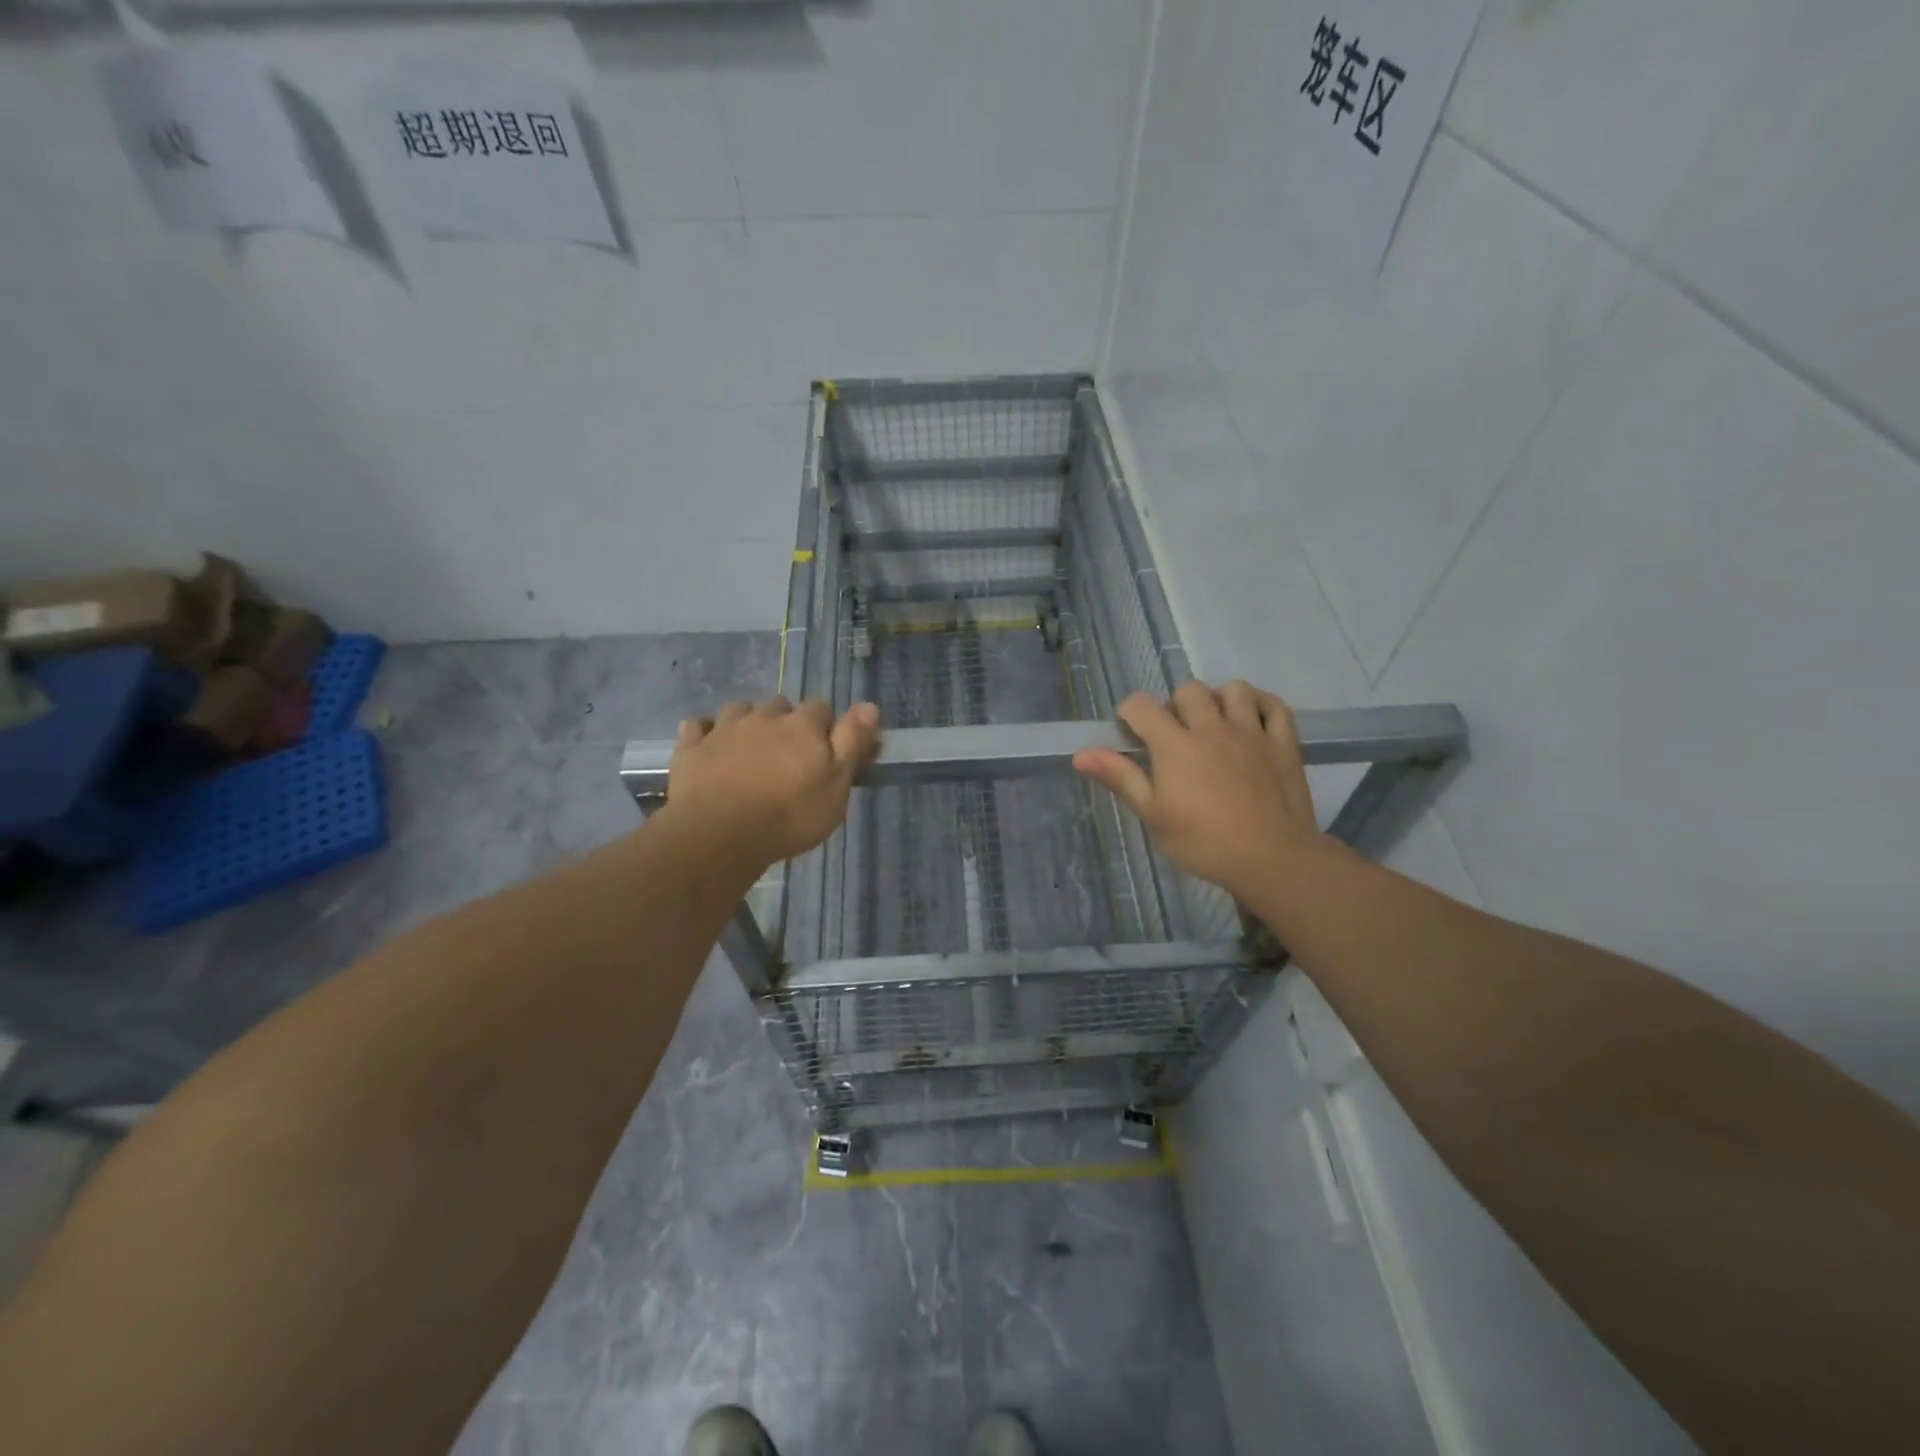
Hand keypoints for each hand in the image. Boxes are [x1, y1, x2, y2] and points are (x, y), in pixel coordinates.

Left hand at [665, 697, 879, 866]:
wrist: (719, 834)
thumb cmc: (790, 815)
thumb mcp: (837, 785)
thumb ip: (852, 742)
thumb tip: (869, 704)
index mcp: (803, 726)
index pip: (821, 707)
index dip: (825, 725)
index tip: (827, 750)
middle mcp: (764, 717)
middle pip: (780, 706)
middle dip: (785, 722)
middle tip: (788, 755)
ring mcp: (723, 730)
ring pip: (739, 710)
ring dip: (747, 722)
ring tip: (750, 749)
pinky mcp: (691, 748)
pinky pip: (697, 727)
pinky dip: (706, 733)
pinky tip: (709, 747)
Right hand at [1073, 680, 1332, 902]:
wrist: (1271, 858)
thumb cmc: (1203, 842)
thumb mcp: (1153, 815)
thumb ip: (1121, 778)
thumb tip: (1081, 754)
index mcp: (1174, 744)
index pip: (1141, 706)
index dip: (1130, 714)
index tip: (1132, 735)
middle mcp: (1211, 727)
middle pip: (1188, 691)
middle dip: (1175, 707)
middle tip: (1176, 736)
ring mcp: (1251, 731)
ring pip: (1233, 690)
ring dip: (1219, 700)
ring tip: (1215, 725)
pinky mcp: (1283, 743)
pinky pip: (1274, 706)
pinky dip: (1261, 705)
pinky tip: (1252, 718)